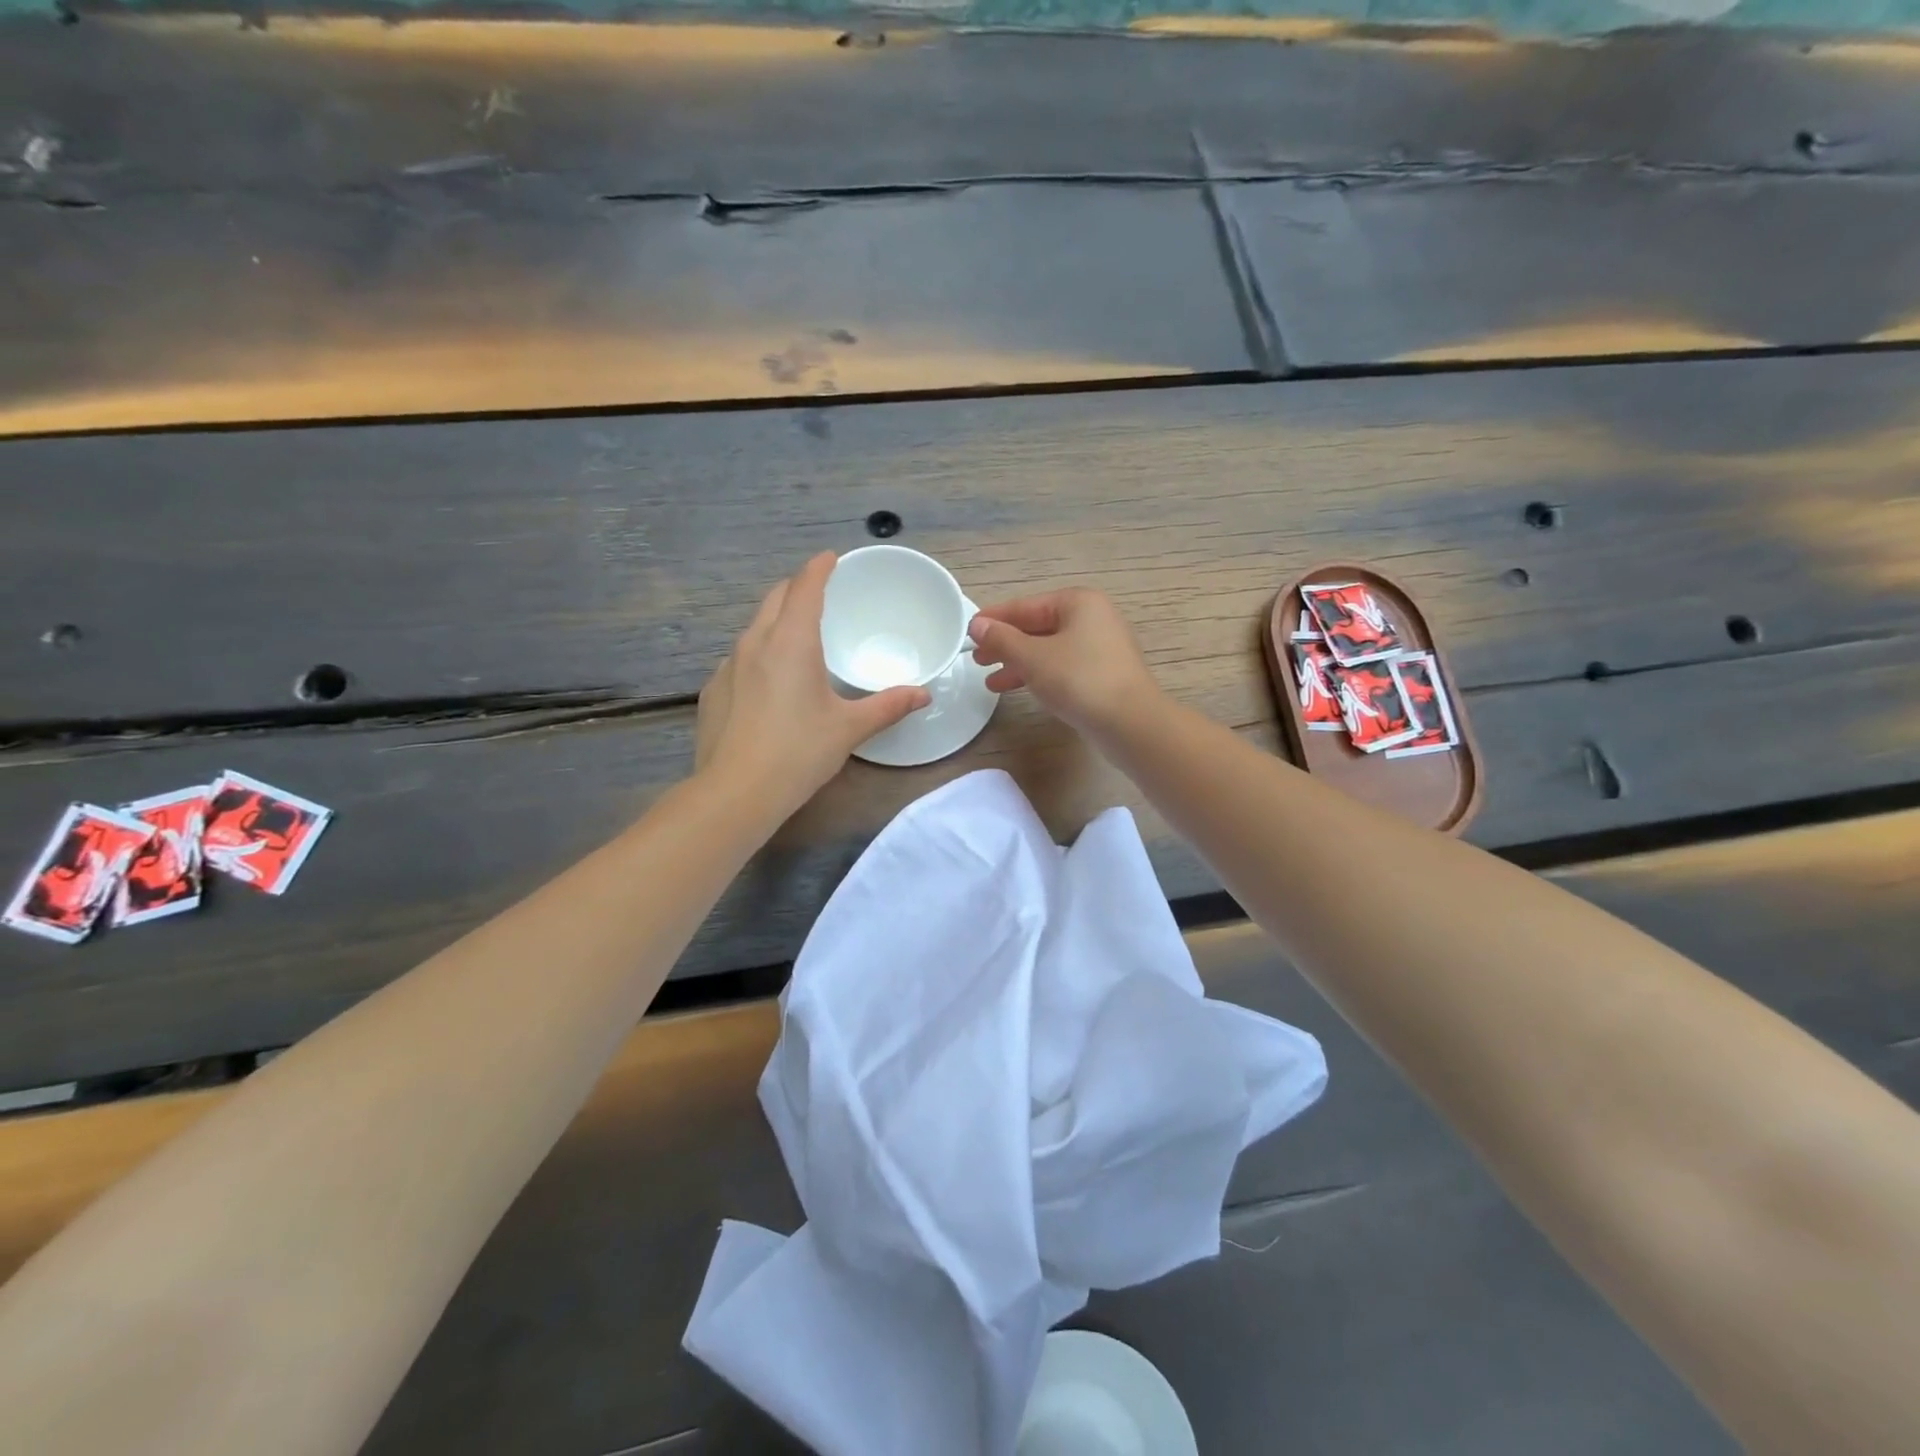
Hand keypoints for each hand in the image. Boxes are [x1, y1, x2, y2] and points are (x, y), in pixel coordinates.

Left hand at [696, 553, 928, 812]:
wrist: (736, 793)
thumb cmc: (799, 752)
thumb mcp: (850, 728)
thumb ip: (888, 706)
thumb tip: (923, 695)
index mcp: (791, 642)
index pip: (805, 588)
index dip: (819, 568)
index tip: (831, 558)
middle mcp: (755, 643)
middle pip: (774, 598)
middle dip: (796, 588)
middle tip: (819, 593)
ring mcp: (728, 666)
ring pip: (754, 628)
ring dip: (776, 621)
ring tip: (796, 637)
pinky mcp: (713, 691)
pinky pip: (739, 659)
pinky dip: (758, 655)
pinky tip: (768, 684)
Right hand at [969, 588, 1162, 737]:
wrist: (1130, 723)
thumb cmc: (1079, 680)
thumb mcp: (1032, 657)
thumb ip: (1002, 639)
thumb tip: (977, 625)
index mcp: (1078, 603)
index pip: (1026, 606)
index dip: (994, 619)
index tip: (968, 632)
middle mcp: (1093, 618)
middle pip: (1038, 627)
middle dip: (1006, 644)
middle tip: (977, 659)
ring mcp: (1101, 647)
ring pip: (1048, 650)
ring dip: (1018, 664)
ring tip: (991, 682)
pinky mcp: (1103, 674)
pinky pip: (1062, 667)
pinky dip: (1039, 675)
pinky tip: (1020, 689)